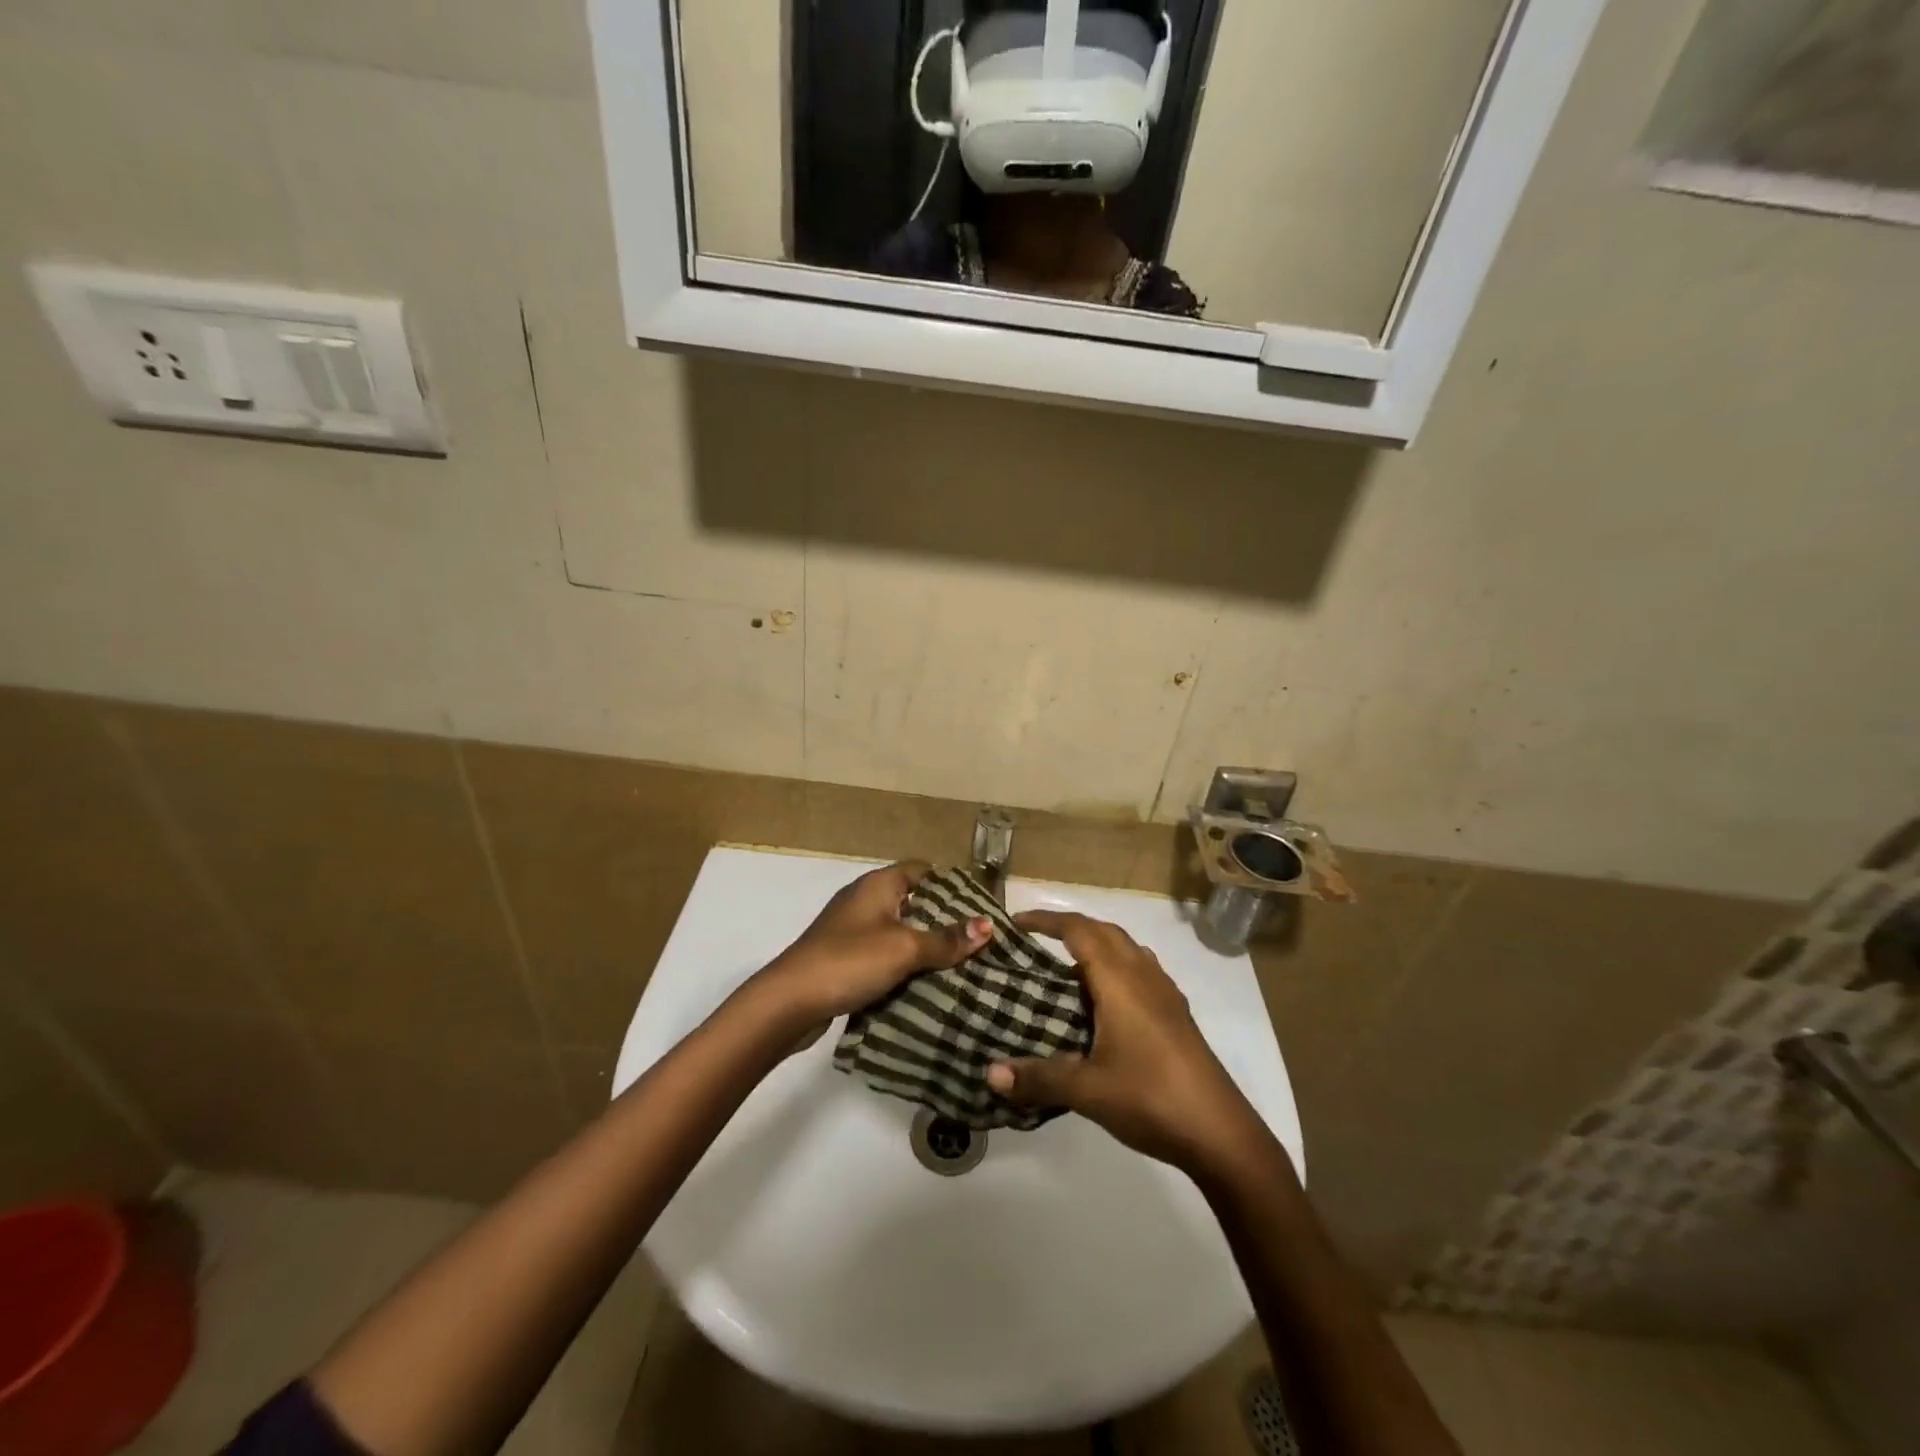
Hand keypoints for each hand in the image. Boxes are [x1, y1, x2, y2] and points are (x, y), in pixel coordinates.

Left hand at [755, 861, 988, 1026]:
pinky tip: (925, 983)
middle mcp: (864, 900)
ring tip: (961, 963)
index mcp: (878, 885)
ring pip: (898, 930)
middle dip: (942, 918)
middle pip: (912, 901)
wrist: (789, 1002)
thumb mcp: (904, 948)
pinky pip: (883, 954)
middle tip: (978, 938)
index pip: (921, 870)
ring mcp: (851, 930)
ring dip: (923, 945)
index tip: (979, 905)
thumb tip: (987, 926)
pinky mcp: (843, 958)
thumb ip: (945, 939)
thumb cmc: (850, 961)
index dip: (950, 884)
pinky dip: (903, 964)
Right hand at [986, 910, 1267, 1176]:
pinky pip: (1142, 970)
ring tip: (1067, 967)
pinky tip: (1107, 1001)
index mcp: (1120, 981)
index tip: (1016, 923)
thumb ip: (1038, 1078)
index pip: (1079, 931)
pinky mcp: (1178, 1014)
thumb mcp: (1087, 1090)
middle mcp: (1144, 975)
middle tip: (1036, 941)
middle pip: (1105, 931)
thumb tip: (990, 1073)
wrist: (1220, 1133)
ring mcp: (1166, 993)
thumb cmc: (1150, 1098)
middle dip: (1070, 927)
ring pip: (1128, 949)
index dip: (1046, 921)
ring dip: (1098, 945)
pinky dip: (1117, 967)